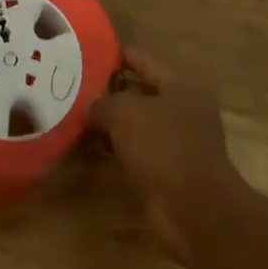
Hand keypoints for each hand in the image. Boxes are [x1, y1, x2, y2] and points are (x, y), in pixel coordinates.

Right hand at [88, 47, 240, 256]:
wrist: (195, 215)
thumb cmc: (164, 148)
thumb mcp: (125, 113)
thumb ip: (102, 103)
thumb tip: (88, 108)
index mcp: (179, 86)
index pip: (141, 59)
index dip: (114, 55)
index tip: (85, 54)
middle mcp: (180, 112)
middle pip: (136, 94)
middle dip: (106, 95)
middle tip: (71, 90)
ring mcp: (174, 146)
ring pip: (132, 128)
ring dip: (106, 128)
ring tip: (72, 121)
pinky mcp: (165, 176)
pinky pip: (132, 156)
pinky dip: (111, 155)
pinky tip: (84, 155)